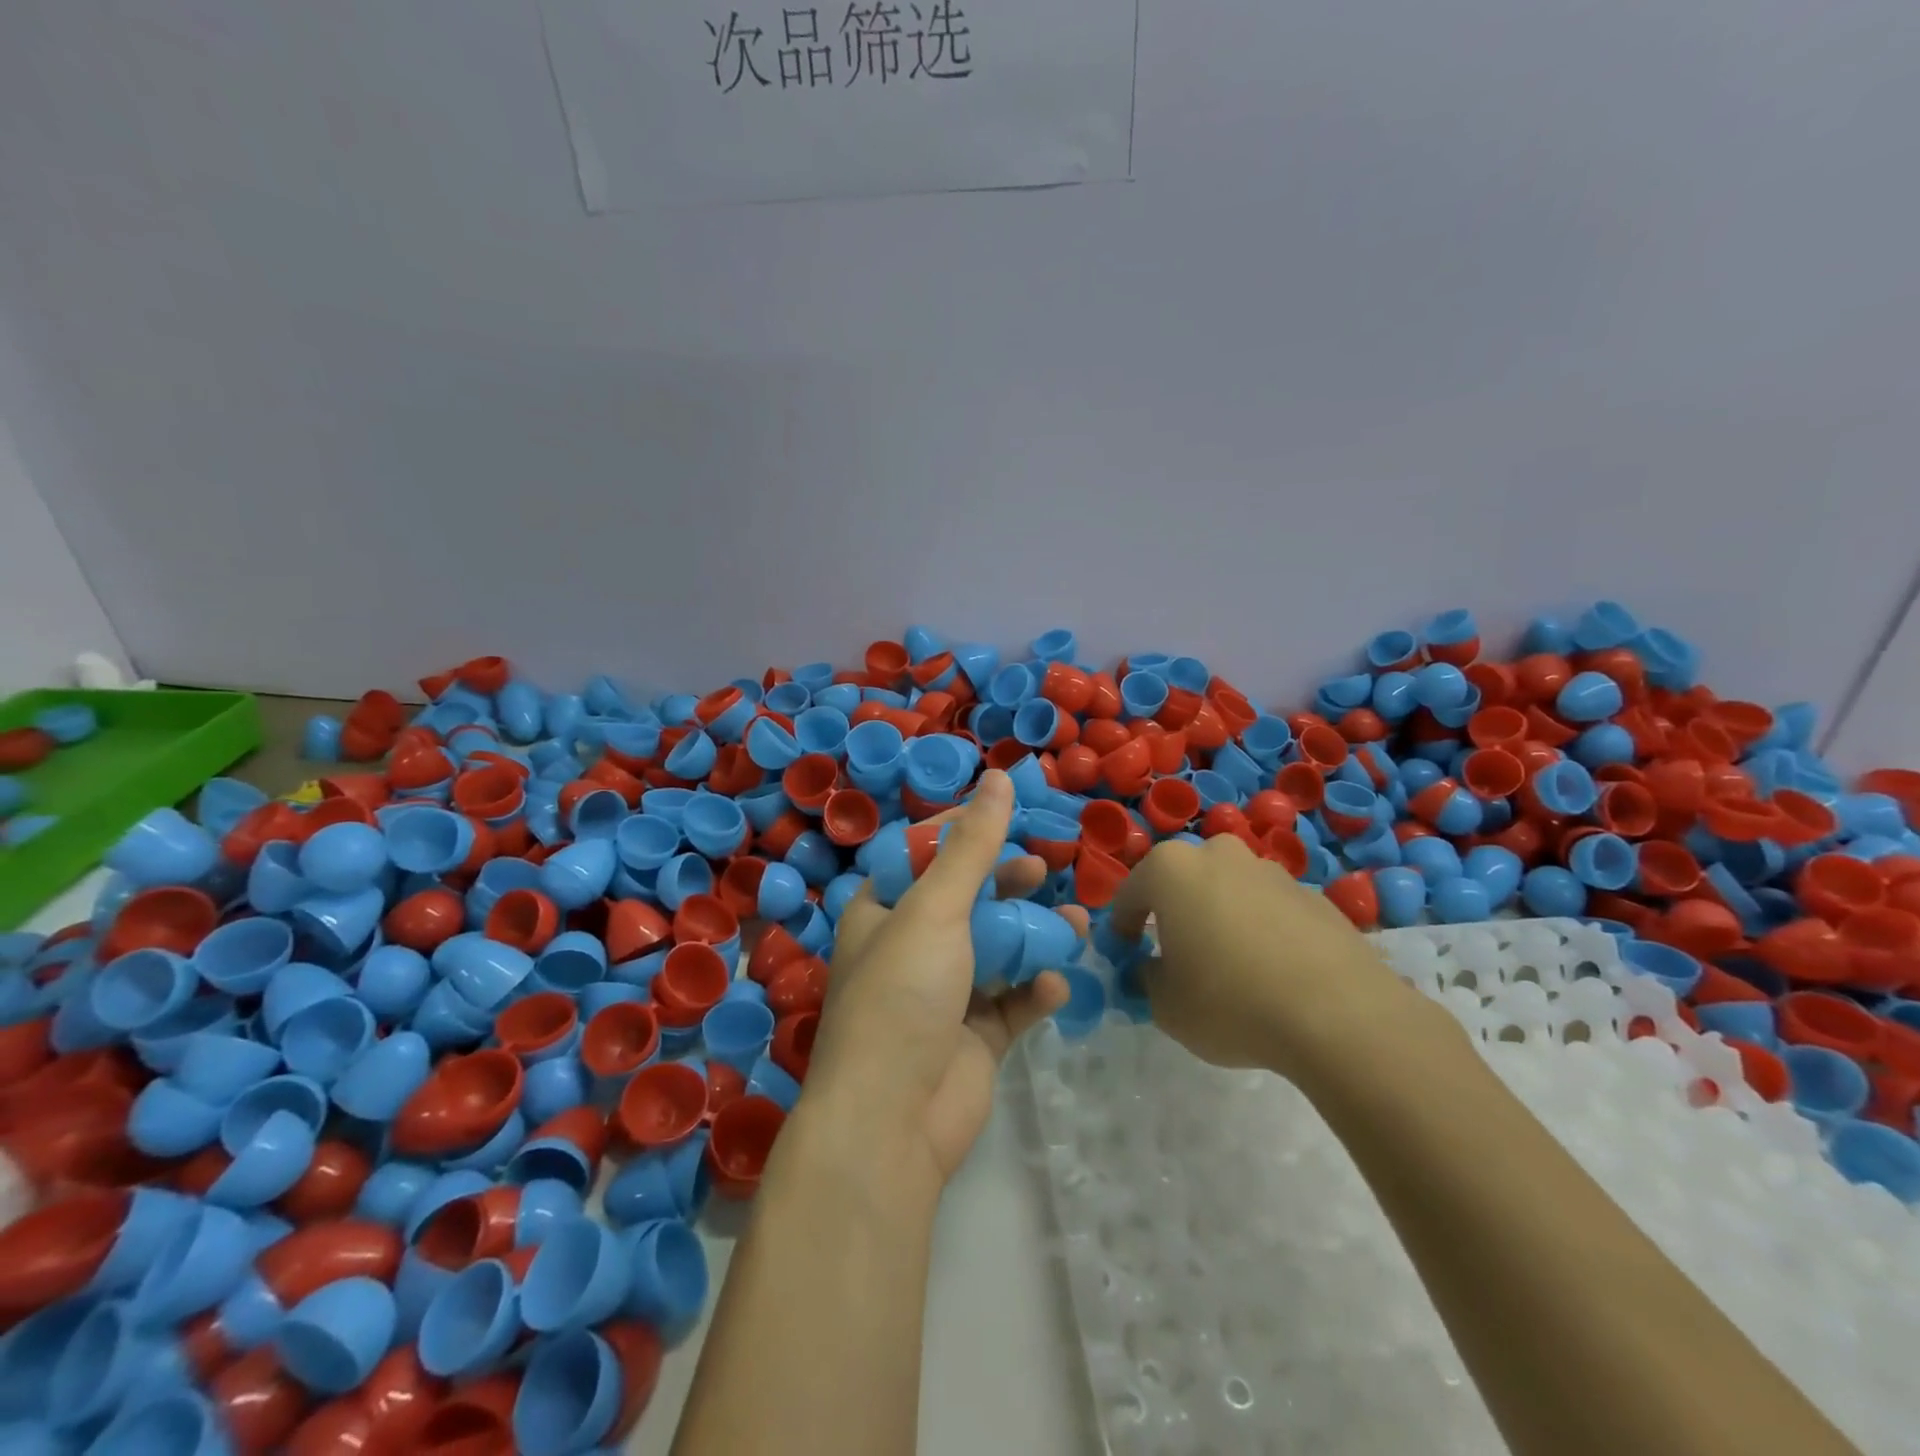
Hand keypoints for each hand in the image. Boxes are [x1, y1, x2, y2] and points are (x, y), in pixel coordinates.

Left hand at [807, 770, 1088, 1185]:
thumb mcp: (937, 909)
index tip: (1006, 814)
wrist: (892, 1121)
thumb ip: (973, 845)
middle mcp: (909, 949)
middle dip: (1006, 884)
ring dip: (1033, 935)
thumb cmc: (904, 994)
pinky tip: (1053, 986)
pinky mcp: (974, 1038)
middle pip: (965, 901)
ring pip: (996, 950)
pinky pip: (1012, 1003)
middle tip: (1045, 868)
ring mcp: (943, 995)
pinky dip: (1034, 991)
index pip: (921, 857)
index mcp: (882, 913)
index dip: (960, 833)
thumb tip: (999, 776)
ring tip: (1076, 920)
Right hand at [1111, 833, 1411, 1075]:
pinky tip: (1274, 975)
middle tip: (1179, 957)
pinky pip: (1270, 910)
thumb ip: (1146, 979)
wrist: (1341, 1015)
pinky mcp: (1314, 896)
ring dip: (1221, 919)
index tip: (1127, 957)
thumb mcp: (1165, 1005)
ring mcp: (1271, 871)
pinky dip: (1263, 932)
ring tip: (1233, 969)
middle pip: (1183, 882)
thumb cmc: (1231, 1002)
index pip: (1129, 894)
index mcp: (1172, 869)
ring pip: (1229, 891)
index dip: (1122, 928)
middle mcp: (1219, 855)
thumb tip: (1152, 970)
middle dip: (1175, 913)